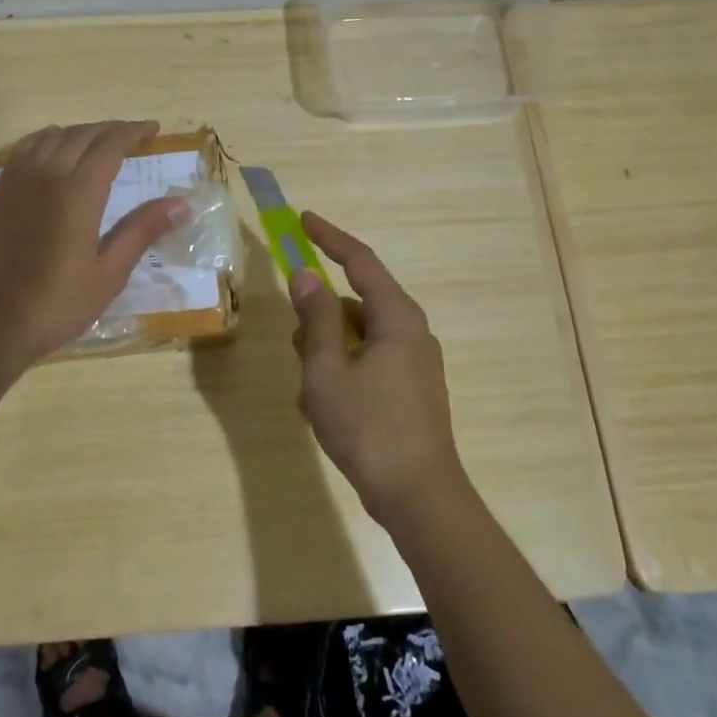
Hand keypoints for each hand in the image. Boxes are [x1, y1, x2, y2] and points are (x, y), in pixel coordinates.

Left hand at [0, 120, 185, 378]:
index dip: (133, 132)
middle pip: (80, 135)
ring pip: (48, 137)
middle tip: (130, 137)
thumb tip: (180, 203)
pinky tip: (52, 155)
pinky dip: (45, 141)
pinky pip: (23, 151)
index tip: (152, 130)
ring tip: (94, 143)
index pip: (109, 146)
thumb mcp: (109, 274)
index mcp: (78, 195)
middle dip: (109, 130)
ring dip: (77, 133)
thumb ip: (142, 231)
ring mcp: (14, 183)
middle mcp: (45, 177)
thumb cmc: (58, 304)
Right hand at [289, 212, 466, 526]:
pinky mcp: (411, 389)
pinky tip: (323, 409)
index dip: (329, 237)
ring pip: (358, 338)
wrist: (418, 496)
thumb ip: (316, 319)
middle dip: (320, 320)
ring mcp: (414, 363)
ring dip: (327, 354)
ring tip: (309, 394)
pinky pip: (368, 364)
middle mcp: (411, 332)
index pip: (360, 260)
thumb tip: (306, 276)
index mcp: (396, 318)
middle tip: (298, 348)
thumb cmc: (368, 427)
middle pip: (355, 304)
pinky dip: (343, 374)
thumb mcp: (327, 370)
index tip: (303, 220)